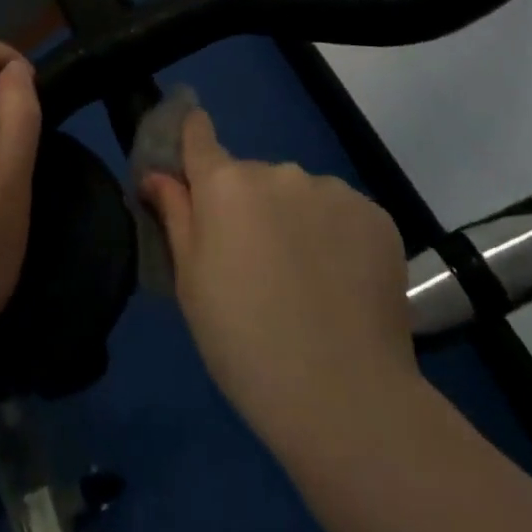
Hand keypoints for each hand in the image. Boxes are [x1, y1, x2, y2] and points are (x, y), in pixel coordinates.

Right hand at [141, 111, 419, 455]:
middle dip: (246, 205)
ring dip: (293, 220)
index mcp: (224, 184)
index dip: (191, 140)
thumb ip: (174, 215)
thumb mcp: (191, 282)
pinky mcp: (375, 215)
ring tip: (304, 282)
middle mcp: (277, 171)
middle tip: (254, 265)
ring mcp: (331, 190)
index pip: (198, 133)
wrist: (345, 398)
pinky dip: (335, 237)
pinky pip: (340, 213)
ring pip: (298, 194)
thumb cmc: (245, 342)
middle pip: (250, 176)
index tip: (191, 166)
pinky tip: (340, 284)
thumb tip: (155, 174)